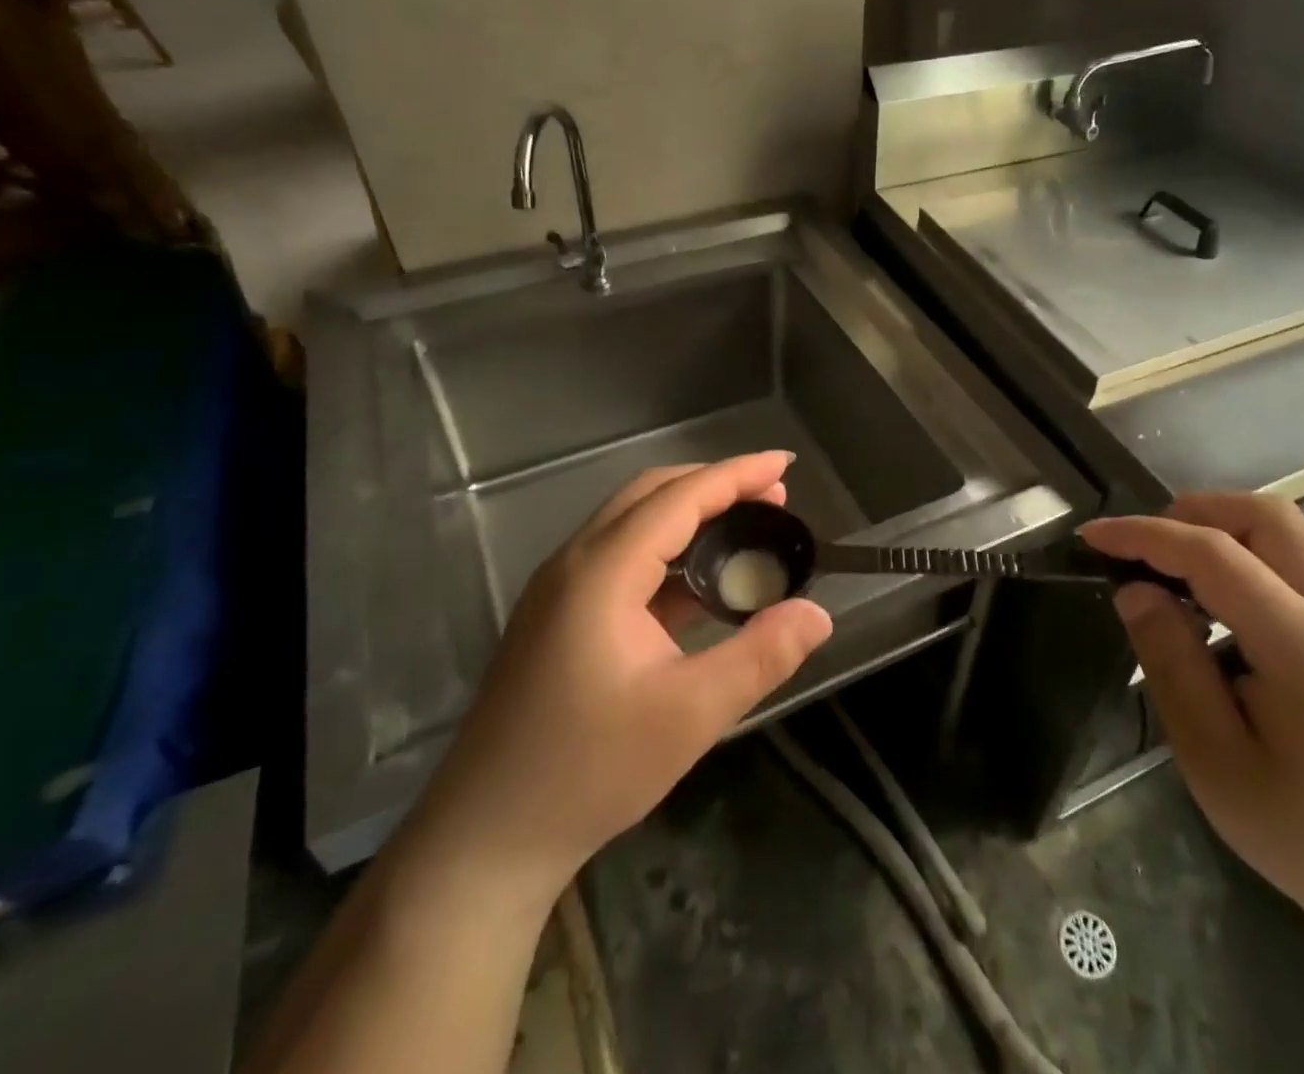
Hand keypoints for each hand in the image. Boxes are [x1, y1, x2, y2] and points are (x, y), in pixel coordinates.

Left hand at [402, 453, 833, 916]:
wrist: (485, 840)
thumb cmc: (589, 771)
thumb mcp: (690, 714)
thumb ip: (761, 655)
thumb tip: (819, 614)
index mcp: (602, 571)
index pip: (679, 497)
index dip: (736, 474)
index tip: (784, 463)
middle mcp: (575, 564)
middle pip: (651, 495)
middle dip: (715, 485)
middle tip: (773, 496)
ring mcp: (560, 591)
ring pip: (633, 525)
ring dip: (691, 516)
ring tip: (746, 529)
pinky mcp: (558, 619)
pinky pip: (621, 561)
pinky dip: (668, 554)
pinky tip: (701, 584)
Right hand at [1081, 494, 1303, 940]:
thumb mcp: (1214, 758)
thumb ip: (1170, 662)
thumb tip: (1136, 591)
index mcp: (1303, 644)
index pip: (1212, 554)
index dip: (1145, 535)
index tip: (1092, 536)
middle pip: (1266, 514)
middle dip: (1193, 511)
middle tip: (1145, 547)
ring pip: (1289, 528)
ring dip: (1224, 525)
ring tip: (1176, 564)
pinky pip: (1300, 558)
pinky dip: (1249, 550)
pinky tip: (1220, 599)